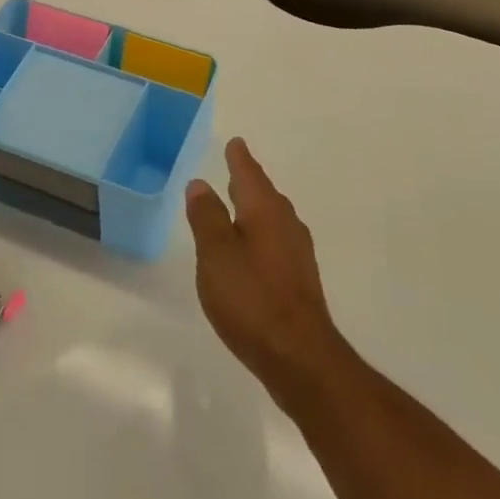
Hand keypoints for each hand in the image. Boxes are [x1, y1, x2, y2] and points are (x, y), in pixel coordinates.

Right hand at [185, 138, 348, 402]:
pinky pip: (276, 242)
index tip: (235, 142)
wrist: (299, 356)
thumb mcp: (216, 254)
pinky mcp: (299, 280)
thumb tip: (200, 183)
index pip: (249, 174)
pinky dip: (260, 235)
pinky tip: (252, 250)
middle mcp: (286, 224)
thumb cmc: (251, 297)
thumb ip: (207, 217)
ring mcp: (297, 254)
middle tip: (235, 167)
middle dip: (249, 181)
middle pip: (264, 194)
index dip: (239, 158)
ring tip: (239, 205)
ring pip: (272, 219)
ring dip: (255, 208)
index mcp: (265, 211)